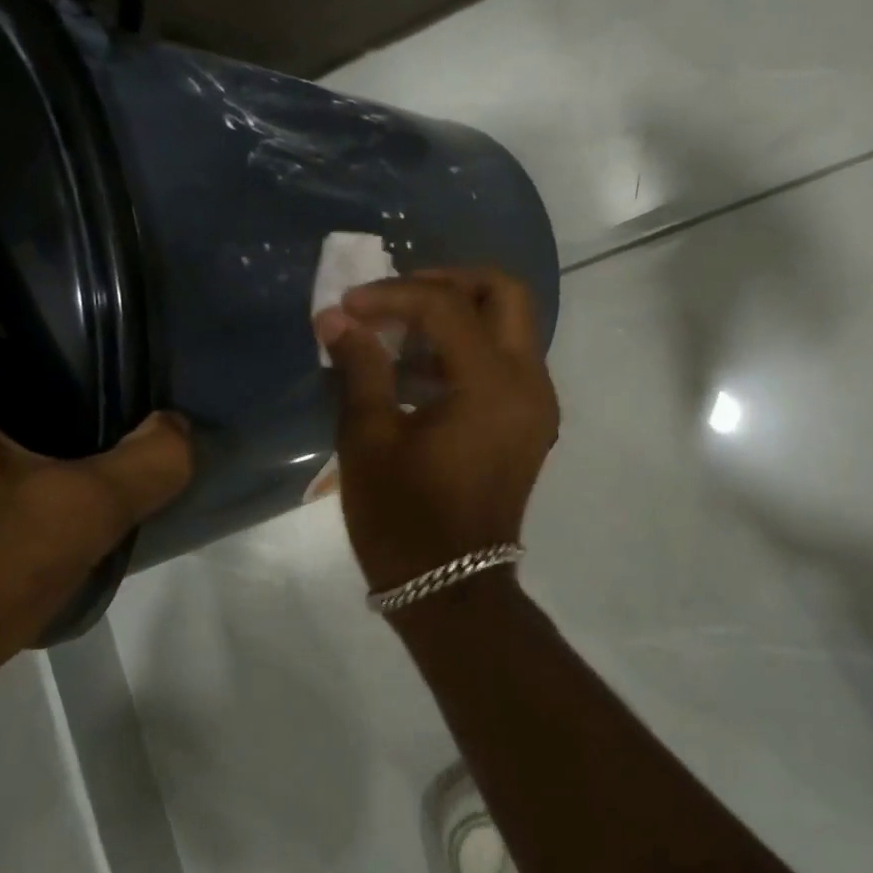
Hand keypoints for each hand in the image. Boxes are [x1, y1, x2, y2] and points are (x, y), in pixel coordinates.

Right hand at [315, 267, 558, 594]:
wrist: (452, 589)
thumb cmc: (404, 518)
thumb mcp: (369, 439)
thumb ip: (359, 366)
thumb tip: (336, 317)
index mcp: (492, 384)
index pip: (446, 306)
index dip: (392, 295)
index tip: (349, 306)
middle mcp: (529, 383)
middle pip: (504, 294)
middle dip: (448, 282)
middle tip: (396, 298)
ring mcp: (536, 405)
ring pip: (510, 326)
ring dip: (457, 315)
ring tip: (398, 335)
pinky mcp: (529, 424)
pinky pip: (506, 362)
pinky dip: (467, 349)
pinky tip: (418, 373)